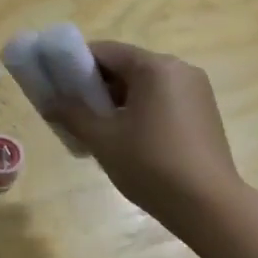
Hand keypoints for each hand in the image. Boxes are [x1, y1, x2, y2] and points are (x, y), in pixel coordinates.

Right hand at [53, 41, 245, 233]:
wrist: (209, 206)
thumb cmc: (151, 165)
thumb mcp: (103, 139)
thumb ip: (72, 113)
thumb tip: (48, 102)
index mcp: (155, 67)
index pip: (105, 51)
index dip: (76, 64)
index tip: (57, 84)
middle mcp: (179, 69)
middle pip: (126, 66)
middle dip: (96, 85)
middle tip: (73, 110)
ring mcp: (196, 91)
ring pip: (144, 85)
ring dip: (117, 100)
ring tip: (98, 129)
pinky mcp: (204, 112)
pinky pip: (162, 100)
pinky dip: (139, 110)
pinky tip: (127, 139)